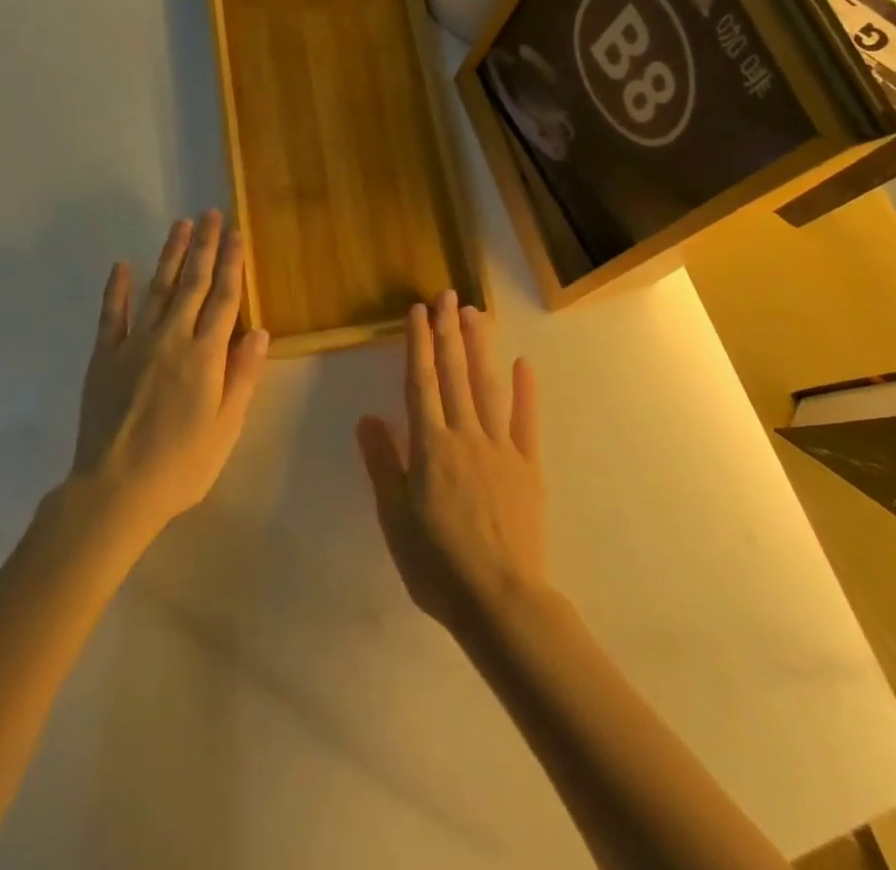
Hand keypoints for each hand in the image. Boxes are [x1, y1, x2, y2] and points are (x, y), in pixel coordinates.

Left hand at [70, 212, 268, 539]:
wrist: (115, 490)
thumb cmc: (182, 464)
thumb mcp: (227, 426)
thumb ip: (242, 375)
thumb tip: (260, 330)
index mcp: (205, 355)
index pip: (224, 299)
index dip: (232, 264)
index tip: (236, 234)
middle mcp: (172, 339)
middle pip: (193, 283)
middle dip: (204, 246)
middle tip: (211, 214)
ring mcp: (135, 344)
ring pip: (158, 289)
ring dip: (171, 255)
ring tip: (181, 225)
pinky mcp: (105, 357)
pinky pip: (112, 315)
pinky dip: (117, 289)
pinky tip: (123, 265)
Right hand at [357, 291, 545, 640]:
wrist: (500, 600)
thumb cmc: (437, 564)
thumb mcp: (395, 518)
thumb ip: (383, 464)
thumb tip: (368, 417)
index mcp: (431, 447)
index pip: (422, 382)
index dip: (419, 344)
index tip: (418, 310)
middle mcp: (466, 436)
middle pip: (455, 374)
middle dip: (449, 332)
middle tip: (448, 295)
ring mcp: (501, 448)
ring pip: (488, 387)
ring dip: (481, 347)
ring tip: (476, 314)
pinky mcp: (528, 466)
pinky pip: (526, 421)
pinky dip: (525, 391)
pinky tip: (523, 363)